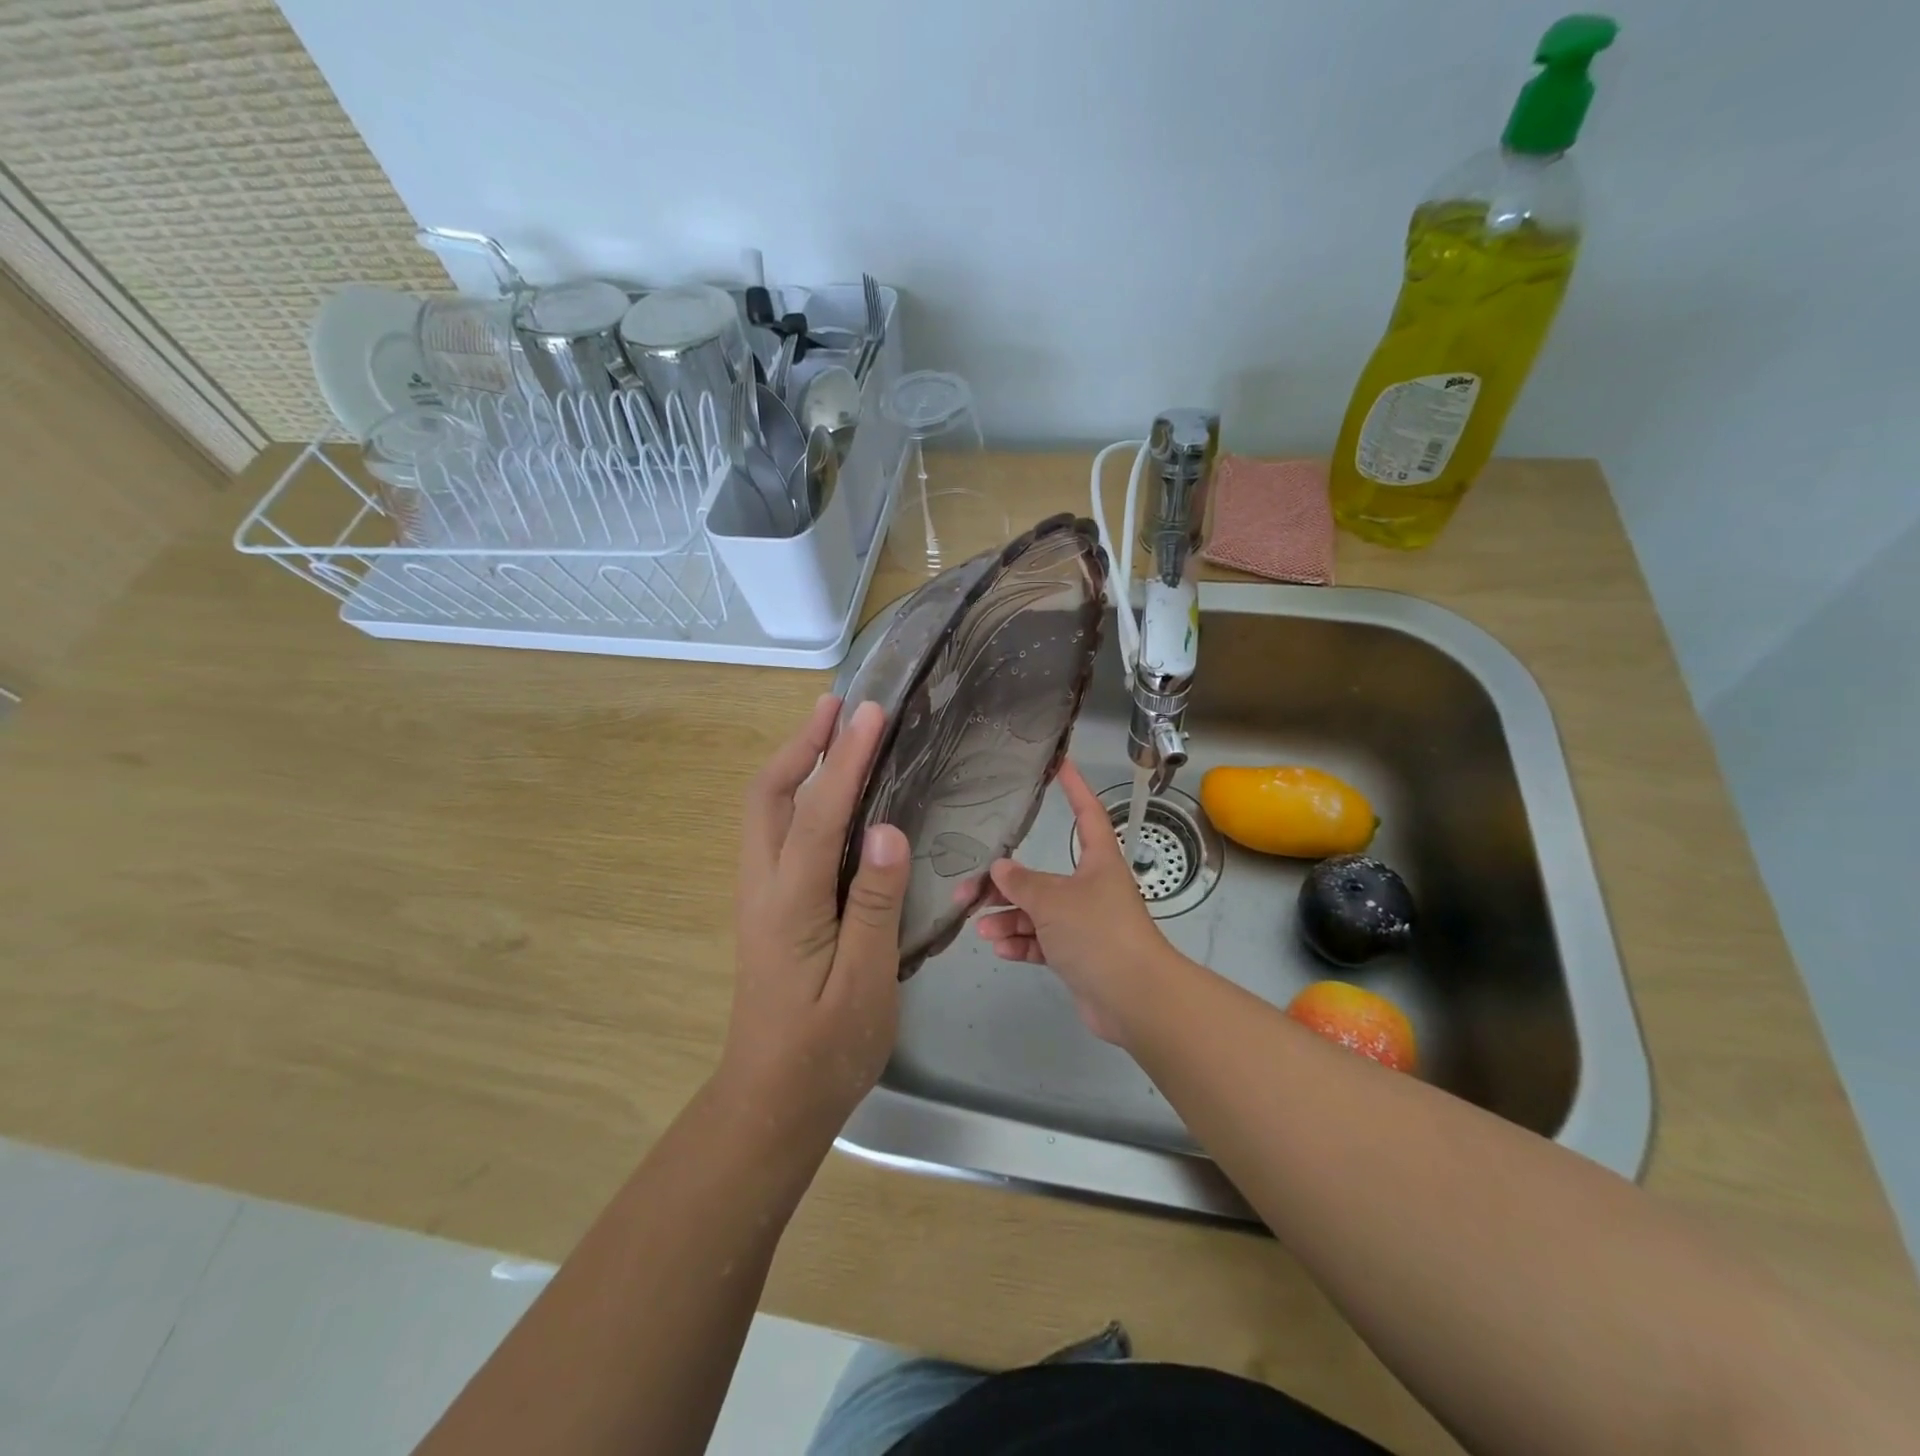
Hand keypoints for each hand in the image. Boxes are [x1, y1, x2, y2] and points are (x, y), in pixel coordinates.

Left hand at [721, 695, 909, 1136]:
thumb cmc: (825, 1051)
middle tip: (837, 707)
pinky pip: (776, 833)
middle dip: (800, 745)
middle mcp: (763, 888)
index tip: (870, 714)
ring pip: (765, 812)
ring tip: (832, 733)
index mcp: (790, 905)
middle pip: (767, 796)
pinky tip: (829, 797)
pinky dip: (798, 796)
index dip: (844, 760)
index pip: (817, 815)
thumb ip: (874, 905)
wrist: (771, 1102)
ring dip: (795, 764)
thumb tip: (887, 830)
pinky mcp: (769, 909)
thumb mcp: (864, 985)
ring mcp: (760, 898)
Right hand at [972, 761, 1178, 1043]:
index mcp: (1098, 862)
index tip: (1061, 765)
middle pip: (1043, 876)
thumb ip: (1022, 883)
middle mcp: (1092, 888)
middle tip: (968, 892)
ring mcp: (1085, 924)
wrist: (1134, 998)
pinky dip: (1022, 944)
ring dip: (1009, 919)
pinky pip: (1043, 942)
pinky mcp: (1078, 956)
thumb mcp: (1053, 901)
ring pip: (1038, 913)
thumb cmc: (1098, 933)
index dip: (1075, 788)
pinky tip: (1000, 948)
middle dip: (1006, 885)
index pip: (1087, 813)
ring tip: (981, 929)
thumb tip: (1000, 868)